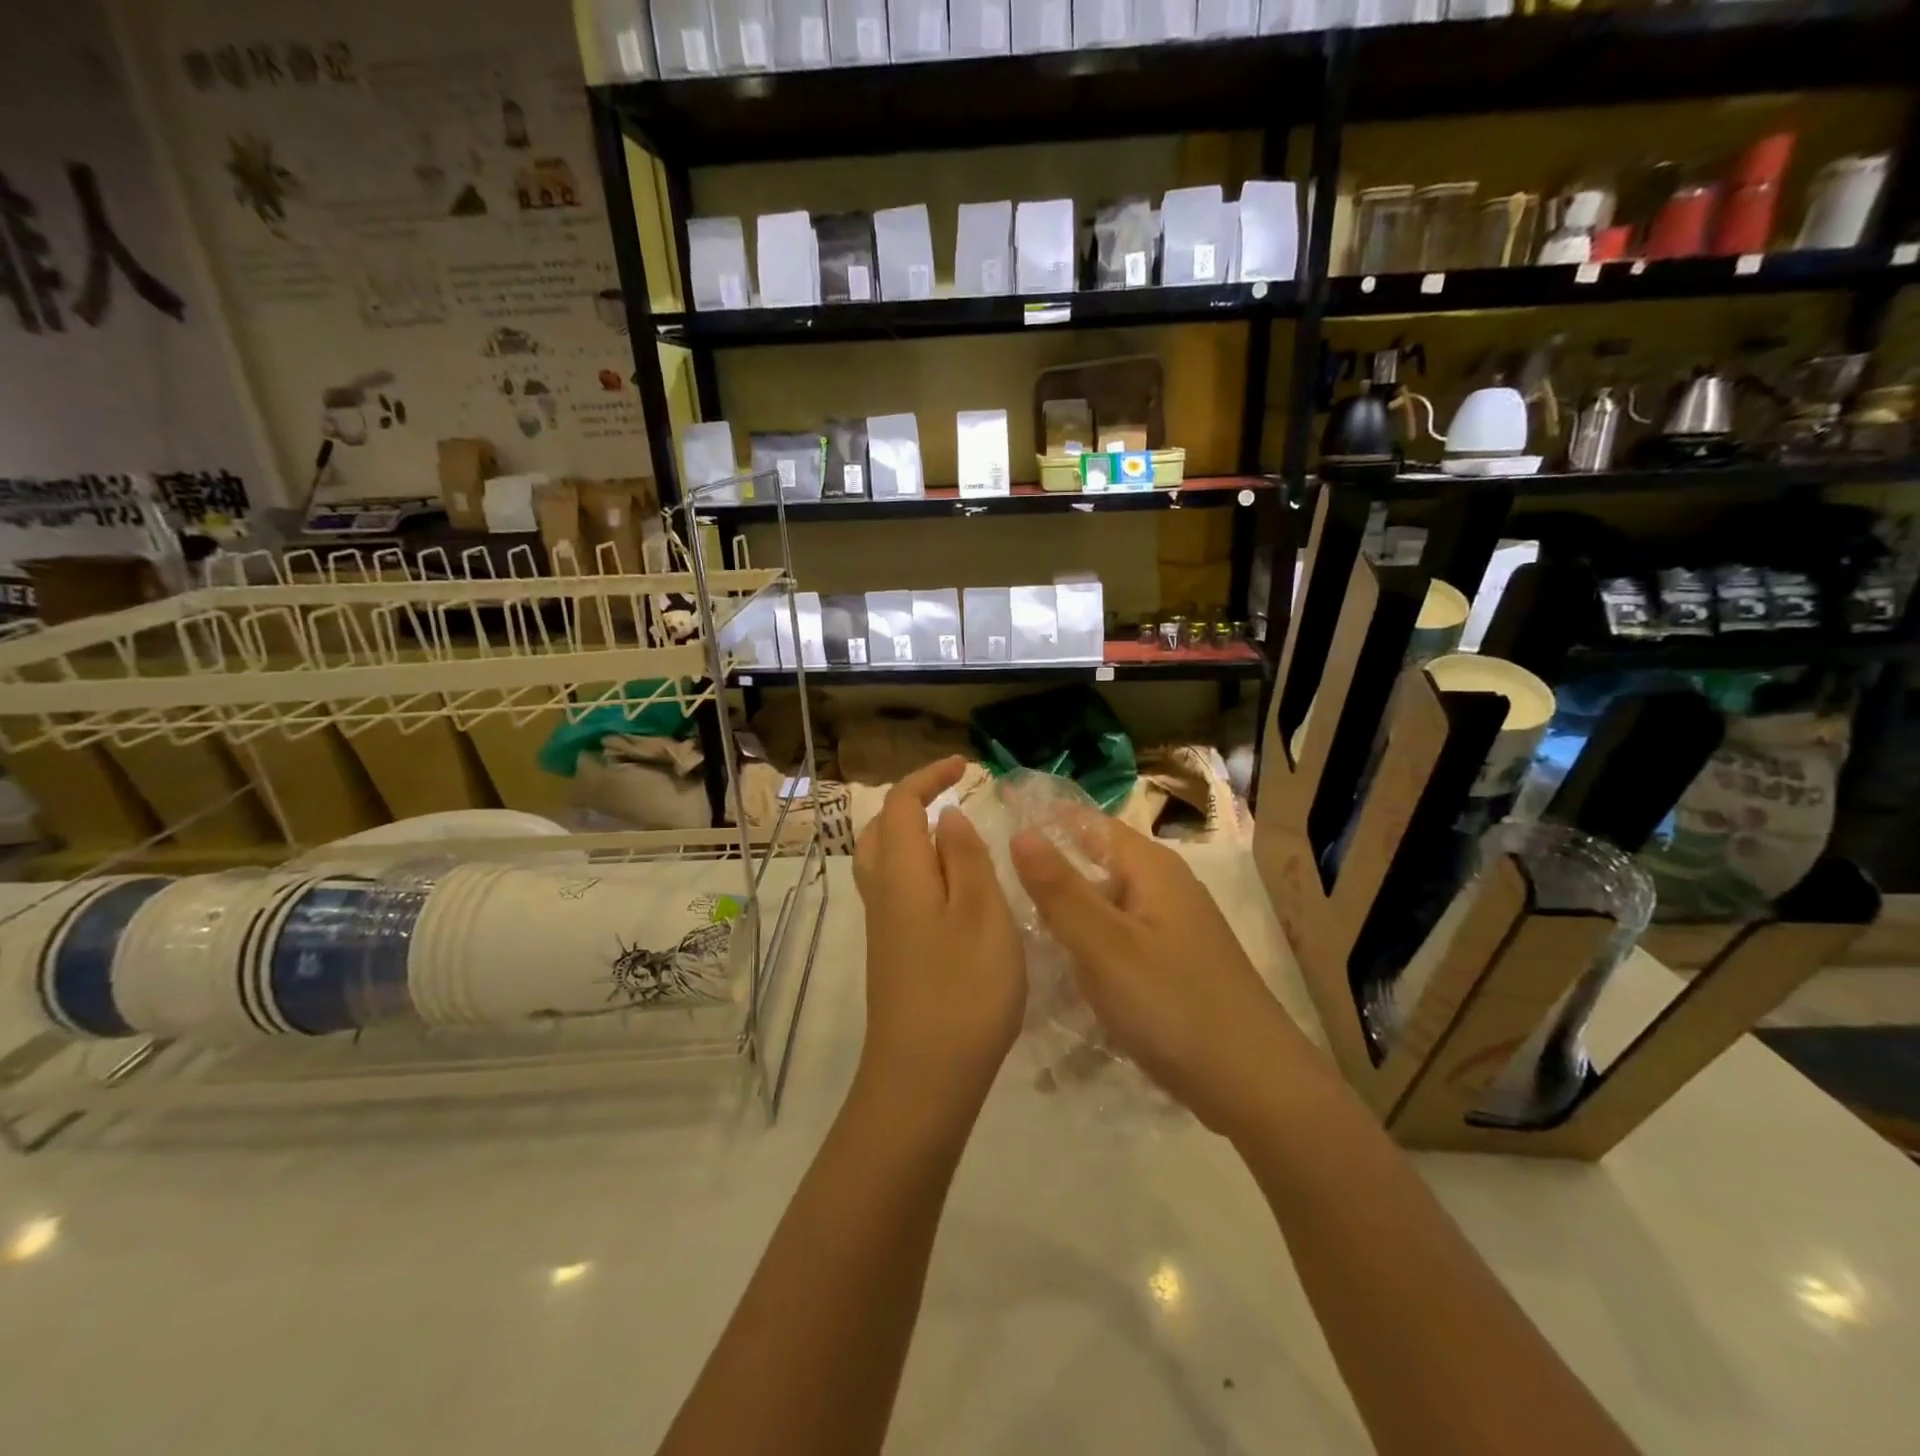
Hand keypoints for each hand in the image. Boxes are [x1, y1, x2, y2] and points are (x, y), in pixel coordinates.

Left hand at [853, 757, 1024, 1120]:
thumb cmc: (964, 989)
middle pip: (882, 829)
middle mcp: (882, 893)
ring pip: (884, 861)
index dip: (929, 777)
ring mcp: (883, 927)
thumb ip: (965, 858)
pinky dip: (917, 869)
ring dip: (911, 835)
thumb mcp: (983, 914)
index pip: (901, 805)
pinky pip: (895, 890)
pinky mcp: (890, 954)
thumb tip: (947, 816)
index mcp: (902, 873)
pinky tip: (950, 890)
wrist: (924, 1077)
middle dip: (913, 802)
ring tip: (953, 836)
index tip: (965, 766)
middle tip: (954, 796)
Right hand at [1011, 817, 1312, 1135]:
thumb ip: (1059, 889)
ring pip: (1104, 909)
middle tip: (989, 889)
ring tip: (1010, 933)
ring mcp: (1172, 930)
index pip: (1088, 823)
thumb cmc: (1173, 1005)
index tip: (994, 820)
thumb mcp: (1104, 945)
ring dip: (1064, 919)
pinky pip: (1117, 944)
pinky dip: (1088, 951)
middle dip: (1047, 875)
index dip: (1044, 819)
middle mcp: (1165, 888)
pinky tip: (1058, 976)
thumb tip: (1020, 831)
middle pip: (1094, 866)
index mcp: (1151, 868)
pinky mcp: (1173, 967)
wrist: (1254, 1085)